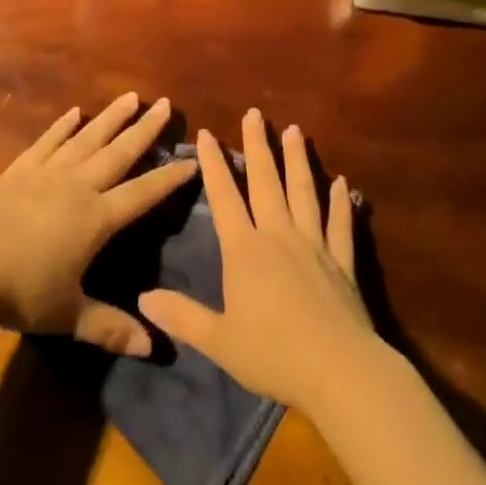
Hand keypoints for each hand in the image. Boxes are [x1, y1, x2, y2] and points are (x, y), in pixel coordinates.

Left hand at [0, 92, 195, 356]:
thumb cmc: (21, 291)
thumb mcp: (69, 315)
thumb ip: (110, 327)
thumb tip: (152, 347)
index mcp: (96, 218)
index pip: (142, 194)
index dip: (169, 178)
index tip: (192, 160)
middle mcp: (78, 186)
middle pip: (119, 152)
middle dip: (145, 129)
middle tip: (166, 104)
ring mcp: (48, 172)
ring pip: (87, 138)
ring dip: (111, 117)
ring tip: (131, 97)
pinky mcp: (21, 168)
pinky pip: (48, 141)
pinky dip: (62, 125)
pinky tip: (74, 112)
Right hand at [137, 110, 378, 413]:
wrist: (338, 371)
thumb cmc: (273, 355)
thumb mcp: (219, 341)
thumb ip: (182, 316)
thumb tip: (143, 298)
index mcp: (245, 250)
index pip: (224, 197)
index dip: (214, 164)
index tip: (206, 133)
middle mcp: (278, 235)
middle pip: (266, 181)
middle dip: (258, 145)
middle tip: (255, 113)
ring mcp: (313, 244)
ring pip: (303, 191)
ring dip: (298, 159)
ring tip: (294, 130)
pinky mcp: (341, 261)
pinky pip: (340, 224)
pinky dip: (341, 203)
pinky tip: (342, 183)